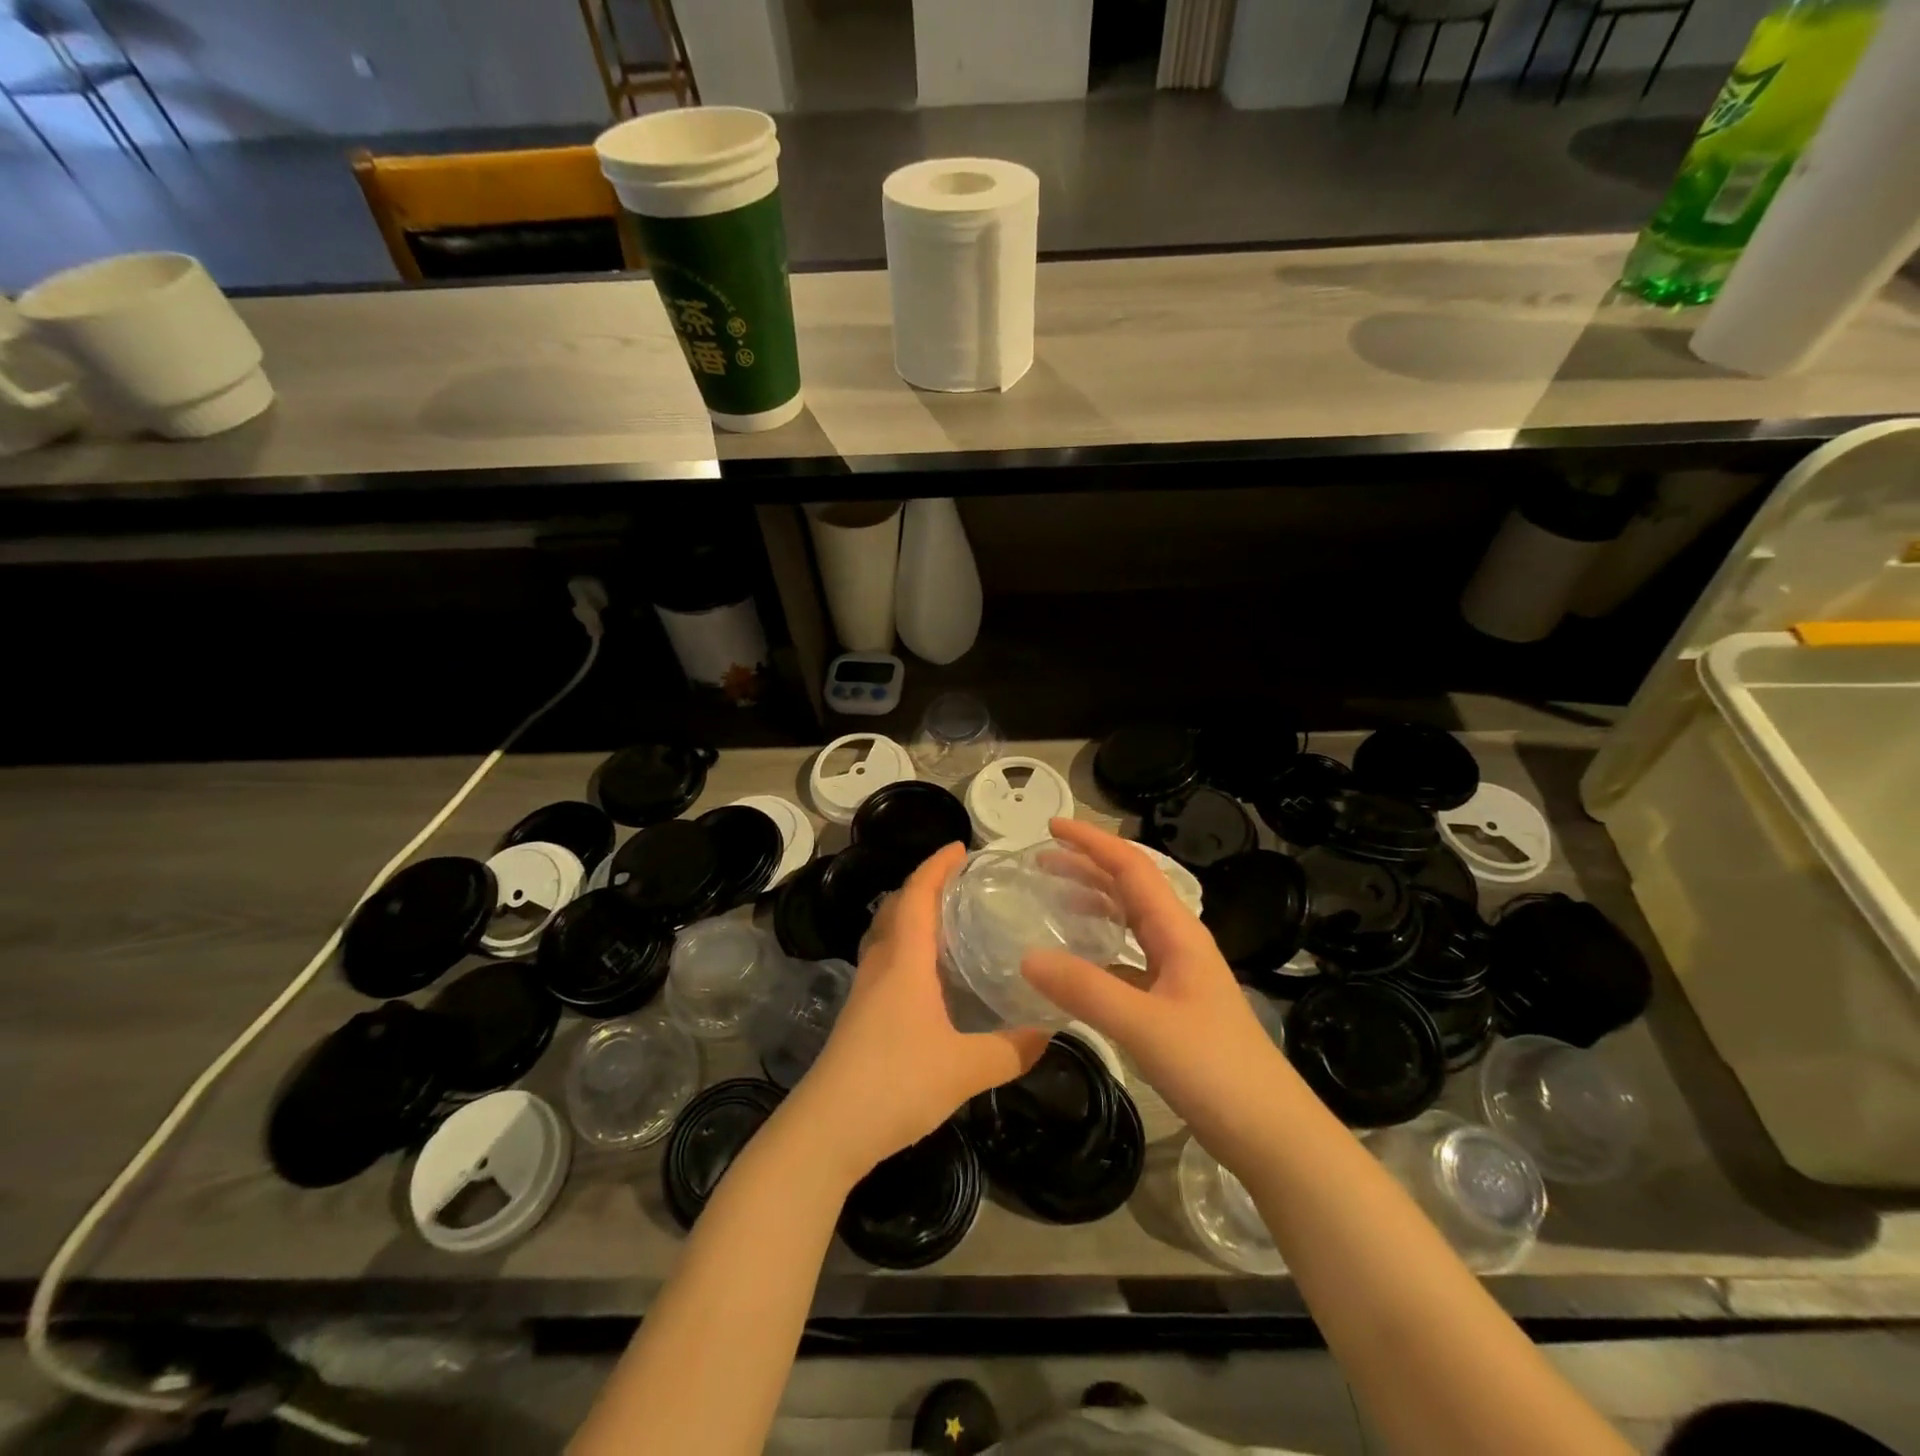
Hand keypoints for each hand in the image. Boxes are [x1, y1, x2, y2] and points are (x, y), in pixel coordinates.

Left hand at [799, 843, 1050, 1185]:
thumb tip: (1050, 1030)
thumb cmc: (896, 1084)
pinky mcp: (860, 1015)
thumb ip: (1012, 1049)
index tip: (961, 847)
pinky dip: (907, 948)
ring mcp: (865, 991)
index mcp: (904, 961)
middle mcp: (881, 965)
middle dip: (925, 885)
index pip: (917, 895)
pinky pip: (885, 961)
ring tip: (950, 920)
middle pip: (896, 907)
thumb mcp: (966, 1069)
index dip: (937, 866)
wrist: (826, 1131)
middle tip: (962, 883)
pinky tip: (930, 976)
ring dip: (912, 916)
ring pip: (887, 935)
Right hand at [1022, 819, 1293, 1150]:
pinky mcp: (1172, 1004)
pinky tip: (1074, 964)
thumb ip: (1085, 989)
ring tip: (1050, 898)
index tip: (1049, 827)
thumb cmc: (1215, 1070)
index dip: (1092, 843)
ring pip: (1129, 922)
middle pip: (1130, 888)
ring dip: (1092, 903)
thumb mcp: (1145, 1026)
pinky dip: (1098, 948)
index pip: (1132, 868)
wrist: (1271, 1134)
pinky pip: (1127, 959)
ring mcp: (1177, 974)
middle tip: (1039, 862)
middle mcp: (1178, 943)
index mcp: (1178, 933)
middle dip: (1086, 867)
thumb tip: (1027, 955)